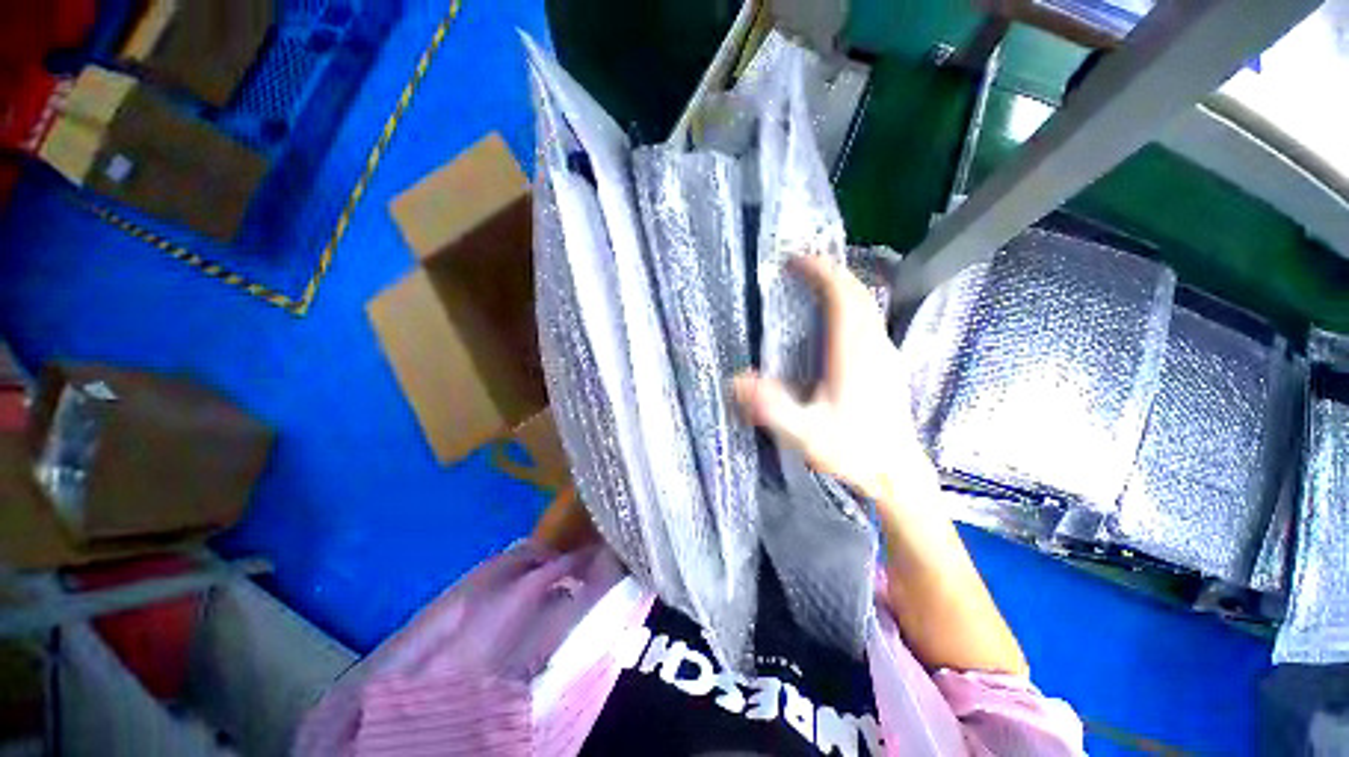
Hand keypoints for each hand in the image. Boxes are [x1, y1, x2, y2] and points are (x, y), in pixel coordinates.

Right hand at [735, 255, 1027, 675]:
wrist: (897, 474)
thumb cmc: (853, 452)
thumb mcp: (806, 433)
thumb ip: (772, 407)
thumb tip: (735, 380)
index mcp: (853, 354)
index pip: (843, 297)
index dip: (822, 272)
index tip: (797, 260)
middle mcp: (873, 346)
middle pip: (858, 294)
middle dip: (831, 273)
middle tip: (801, 267)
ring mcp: (885, 354)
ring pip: (867, 306)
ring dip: (842, 288)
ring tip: (814, 284)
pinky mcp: (887, 365)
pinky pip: (869, 321)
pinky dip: (851, 306)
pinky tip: (835, 318)